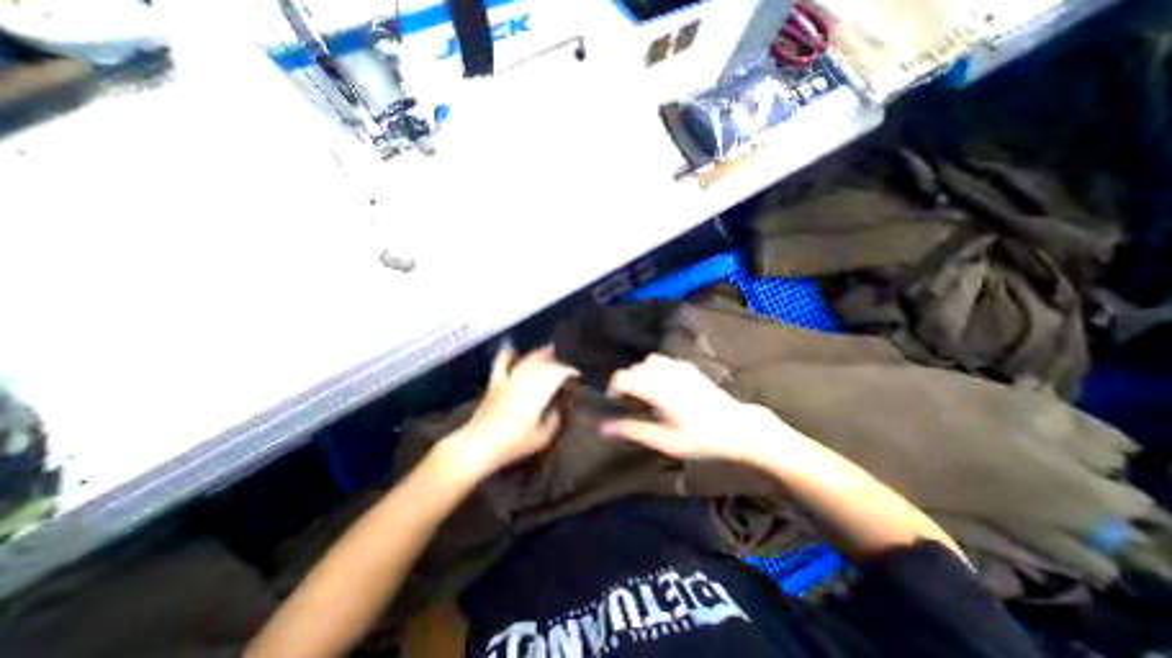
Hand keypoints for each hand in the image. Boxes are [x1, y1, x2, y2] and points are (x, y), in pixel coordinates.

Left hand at [442, 348, 578, 480]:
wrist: (478, 445)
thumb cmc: (513, 443)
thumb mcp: (542, 437)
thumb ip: (554, 419)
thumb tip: (559, 407)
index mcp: (538, 391)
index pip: (559, 372)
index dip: (571, 371)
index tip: (578, 375)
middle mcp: (525, 379)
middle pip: (546, 363)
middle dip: (559, 362)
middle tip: (568, 368)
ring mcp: (509, 378)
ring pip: (529, 359)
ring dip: (541, 355)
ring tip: (552, 351)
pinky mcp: (495, 381)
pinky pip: (502, 361)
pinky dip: (510, 354)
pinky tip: (516, 352)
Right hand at [605, 353, 787, 460]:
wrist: (737, 427)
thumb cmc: (701, 438)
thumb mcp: (665, 441)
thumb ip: (632, 430)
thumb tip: (602, 427)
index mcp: (656, 388)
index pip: (622, 377)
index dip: (614, 390)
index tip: (618, 406)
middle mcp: (664, 372)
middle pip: (633, 369)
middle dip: (628, 385)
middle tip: (636, 407)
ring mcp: (678, 366)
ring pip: (647, 363)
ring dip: (642, 376)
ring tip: (650, 396)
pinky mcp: (687, 366)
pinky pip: (662, 361)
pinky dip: (656, 371)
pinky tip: (665, 388)